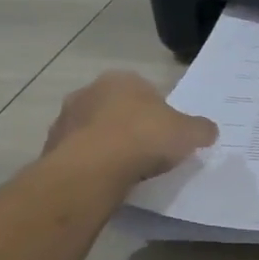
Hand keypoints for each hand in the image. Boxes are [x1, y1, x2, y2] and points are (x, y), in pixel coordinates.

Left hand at [43, 71, 216, 182]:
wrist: (93, 169)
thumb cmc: (145, 138)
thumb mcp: (189, 133)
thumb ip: (201, 129)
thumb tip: (208, 131)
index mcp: (123, 79)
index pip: (145, 91)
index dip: (158, 113)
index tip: (166, 135)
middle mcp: (89, 91)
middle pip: (116, 109)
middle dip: (128, 126)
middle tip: (147, 152)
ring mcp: (65, 119)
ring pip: (93, 131)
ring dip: (106, 145)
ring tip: (125, 171)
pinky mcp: (50, 148)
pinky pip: (78, 154)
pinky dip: (91, 164)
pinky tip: (105, 180)